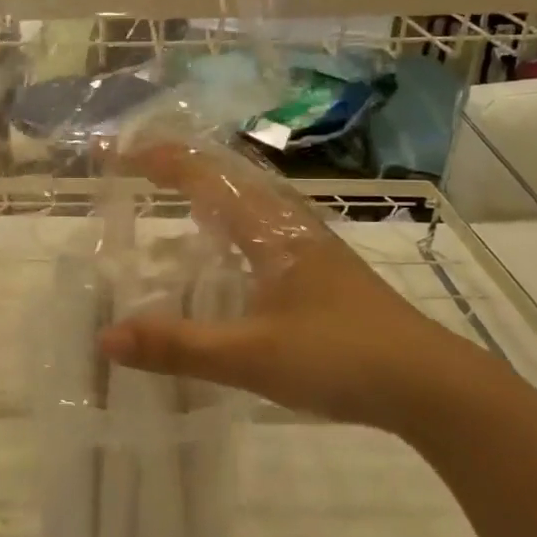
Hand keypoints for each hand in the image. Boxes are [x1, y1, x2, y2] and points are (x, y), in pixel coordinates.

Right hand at [96, 143, 506, 436]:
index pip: (204, 174)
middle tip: (131, 167)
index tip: (113, 153)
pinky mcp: (319, 271)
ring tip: (167, 196)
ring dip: (204, 189)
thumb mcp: (251, 355)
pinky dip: (226, 222)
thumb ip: (178, 346)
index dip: (156, 158)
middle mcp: (288, 223)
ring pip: (246, 200)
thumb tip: (106, 338)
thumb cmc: (340, 357)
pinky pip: (259, 228)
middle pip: (225, 174)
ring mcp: (308, 246)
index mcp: (269, 227)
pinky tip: (221, 252)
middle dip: (176, 164)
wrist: (430, 383)